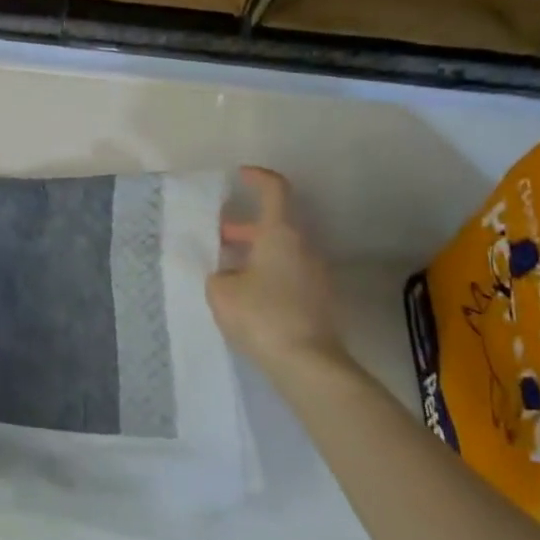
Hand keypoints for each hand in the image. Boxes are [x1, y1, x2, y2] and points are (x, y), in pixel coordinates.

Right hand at [206, 167, 348, 380]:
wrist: (308, 364)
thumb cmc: (261, 315)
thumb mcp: (221, 291)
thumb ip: (219, 274)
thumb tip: (230, 275)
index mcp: (280, 234)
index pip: (275, 191)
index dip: (258, 178)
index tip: (241, 175)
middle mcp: (304, 247)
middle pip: (277, 224)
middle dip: (246, 226)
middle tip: (219, 235)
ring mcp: (316, 274)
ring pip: (283, 250)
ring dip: (256, 252)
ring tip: (227, 268)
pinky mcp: (320, 299)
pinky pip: (290, 273)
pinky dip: (268, 272)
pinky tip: (247, 293)